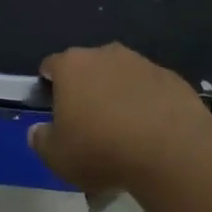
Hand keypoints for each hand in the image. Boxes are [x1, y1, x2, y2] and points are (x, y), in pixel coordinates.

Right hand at [29, 43, 211, 193]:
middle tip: (89, 129)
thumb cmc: (102, 150)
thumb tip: (38, 130)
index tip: (54, 113)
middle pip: (88, 70)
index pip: (51, 66)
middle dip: (86, 93)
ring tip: (124, 138)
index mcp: (72, 67)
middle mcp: (106, 55)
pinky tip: (150, 137)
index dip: (49, 87)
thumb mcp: (57, 157)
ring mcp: (143, 64)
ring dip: (118, 99)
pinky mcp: (173, 79)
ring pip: (121, 79)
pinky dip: (146, 107)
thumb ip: (41, 140)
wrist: (172, 151)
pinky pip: (150, 92)